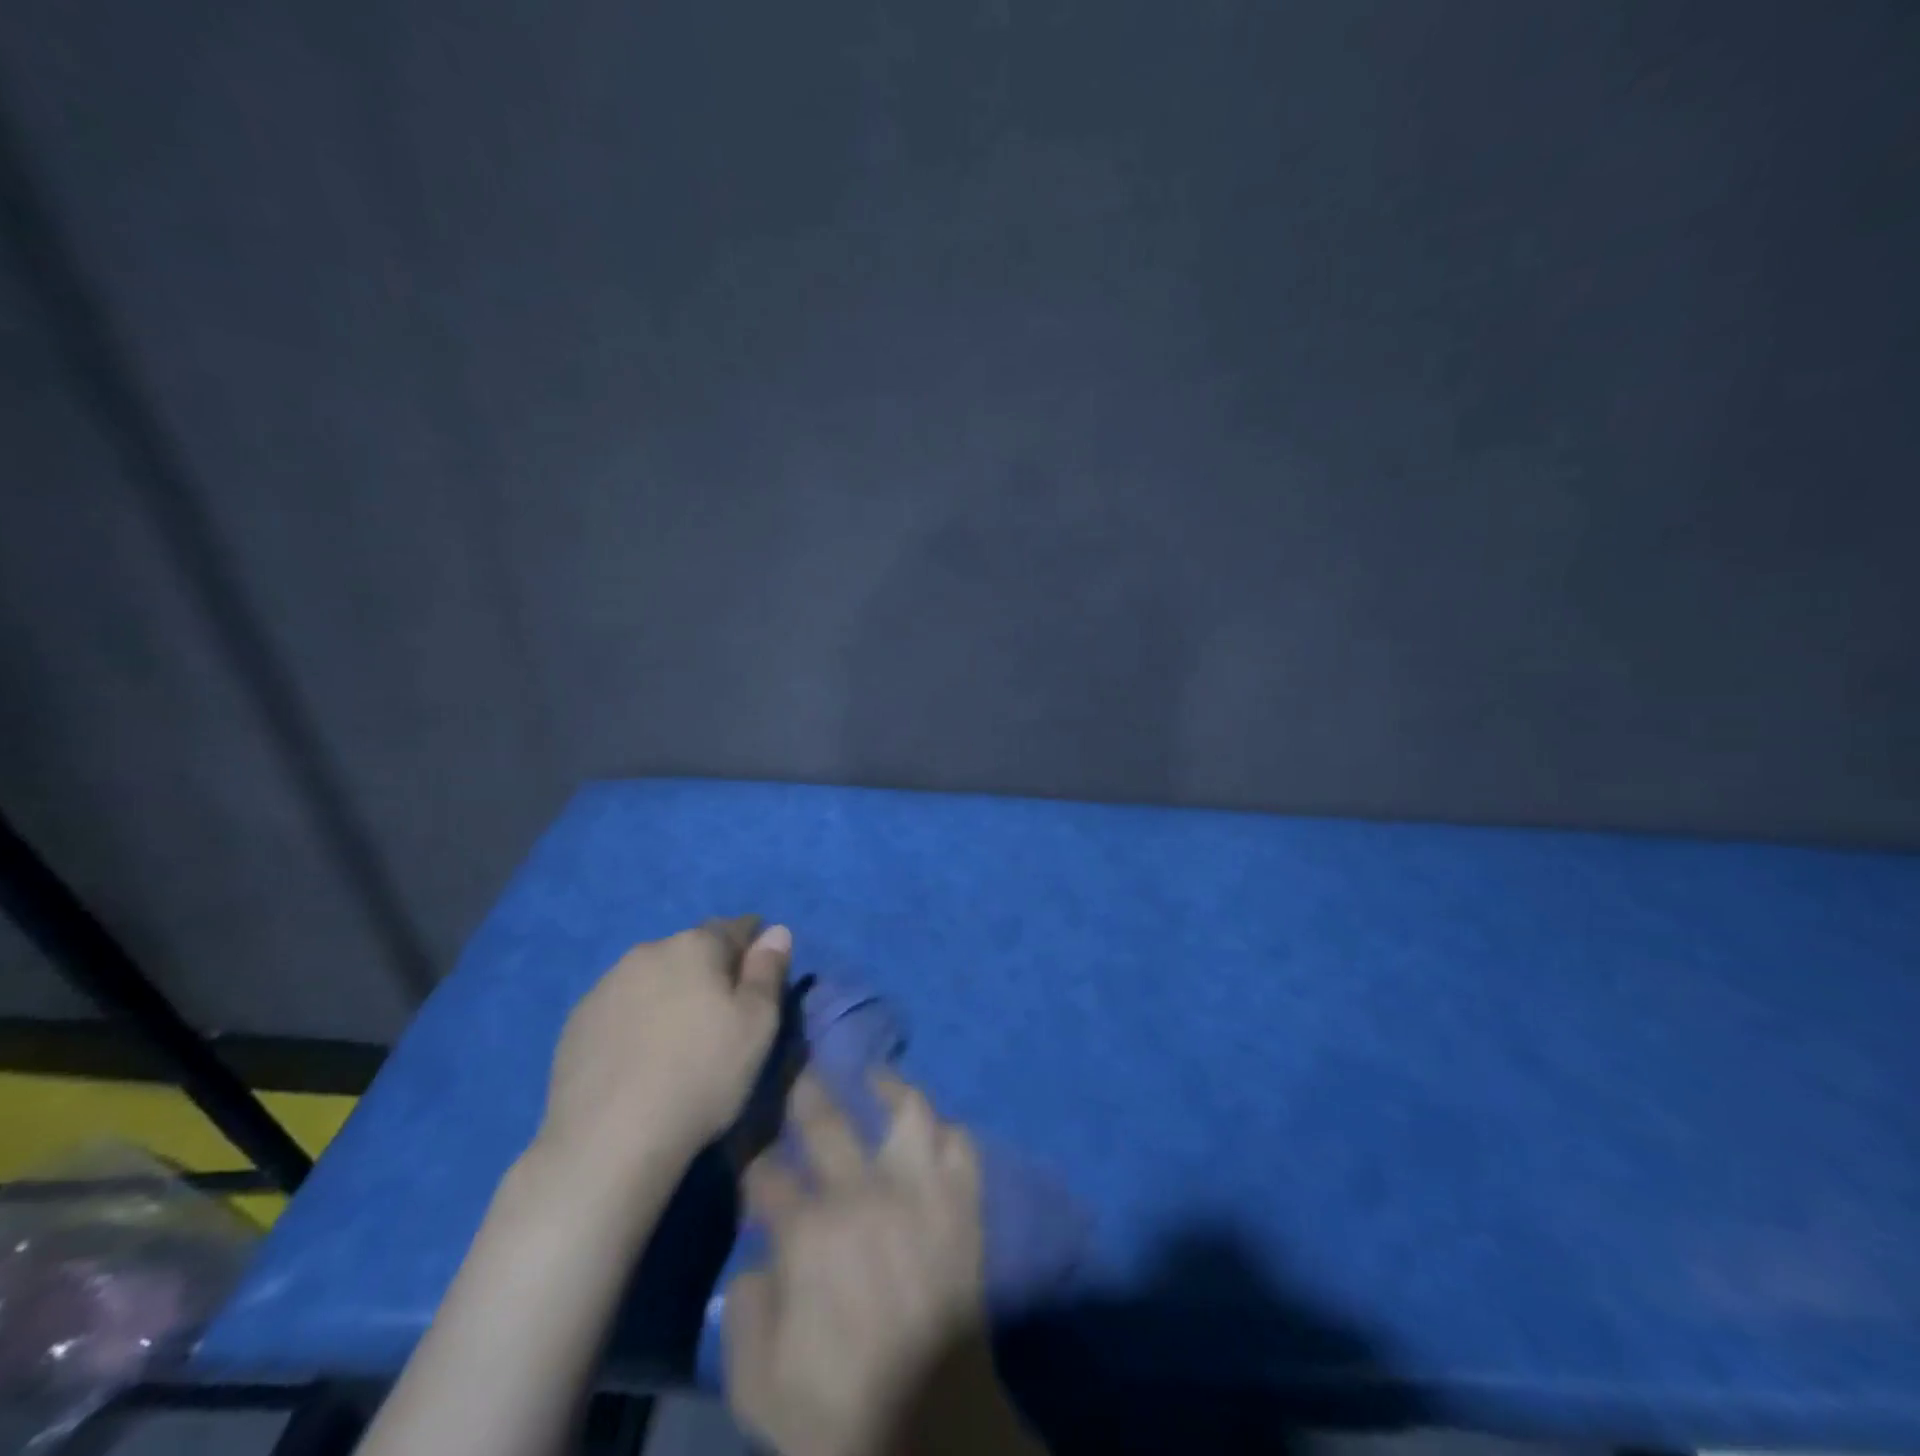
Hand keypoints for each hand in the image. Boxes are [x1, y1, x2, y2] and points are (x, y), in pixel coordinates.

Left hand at [538, 917, 789, 1182]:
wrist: (608, 1141)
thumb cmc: (702, 1075)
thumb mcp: (758, 1024)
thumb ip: (768, 970)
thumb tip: (776, 930)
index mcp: (695, 944)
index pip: (736, 928)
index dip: (755, 950)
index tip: (761, 984)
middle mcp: (647, 951)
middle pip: (692, 950)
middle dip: (710, 971)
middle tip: (722, 1018)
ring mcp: (605, 986)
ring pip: (653, 977)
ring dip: (670, 994)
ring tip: (678, 1042)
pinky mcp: (576, 1023)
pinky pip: (621, 1008)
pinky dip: (636, 1020)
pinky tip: (640, 1060)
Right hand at [724, 1072, 1044, 1455]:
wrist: (932, 1431)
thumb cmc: (838, 1413)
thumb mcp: (757, 1385)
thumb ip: (744, 1312)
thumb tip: (760, 1261)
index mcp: (808, 1233)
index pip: (766, 1172)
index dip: (750, 1157)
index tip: (747, 1145)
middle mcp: (863, 1194)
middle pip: (826, 1120)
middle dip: (805, 1089)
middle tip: (798, 1068)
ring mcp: (920, 1193)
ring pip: (908, 1111)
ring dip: (889, 1087)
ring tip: (875, 1077)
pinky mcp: (962, 1205)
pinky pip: (961, 1146)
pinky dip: (947, 1131)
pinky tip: (931, 1129)